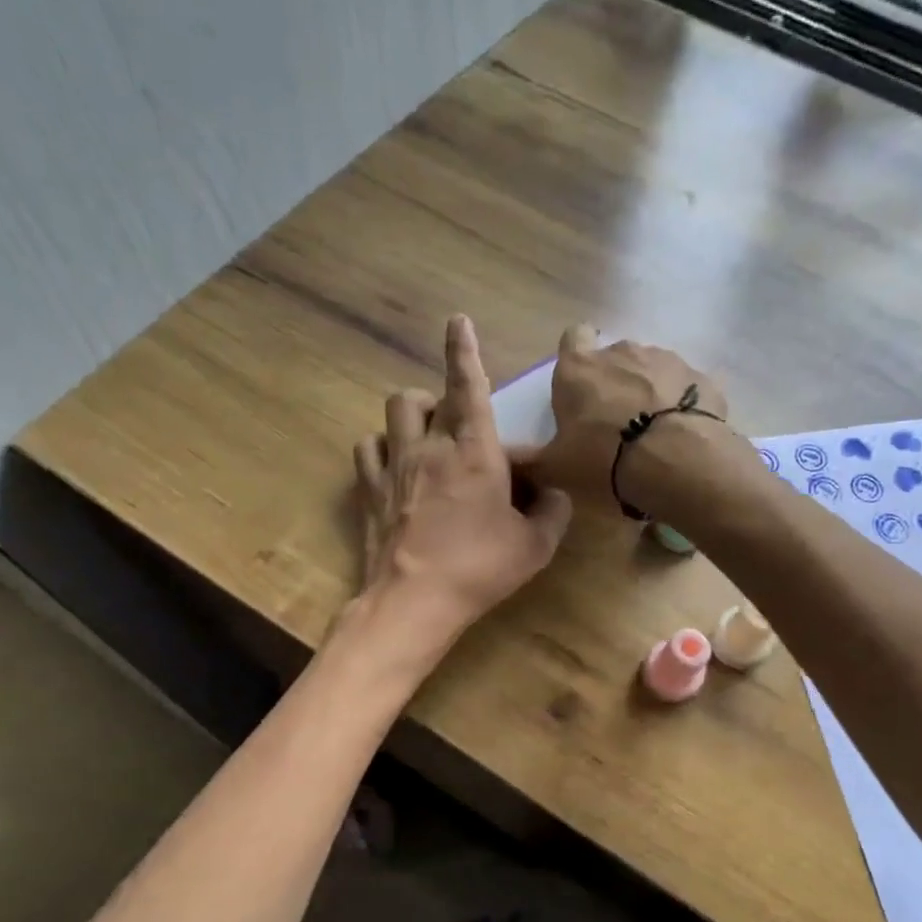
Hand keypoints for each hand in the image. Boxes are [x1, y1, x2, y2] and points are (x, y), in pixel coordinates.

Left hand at [352, 316, 573, 650]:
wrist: (415, 601)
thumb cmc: (480, 568)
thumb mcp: (535, 546)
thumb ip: (553, 512)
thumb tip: (554, 494)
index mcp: (474, 452)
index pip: (469, 387)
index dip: (464, 350)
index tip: (456, 320)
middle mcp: (429, 447)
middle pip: (423, 397)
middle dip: (441, 398)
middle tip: (457, 425)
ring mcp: (393, 466)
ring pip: (393, 413)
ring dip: (411, 415)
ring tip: (424, 438)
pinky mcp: (368, 490)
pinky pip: (367, 449)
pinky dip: (381, 447)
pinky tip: (393, 465)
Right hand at [510, 326, 729, 512]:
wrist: (676, 462)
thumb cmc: (603, 459)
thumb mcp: (556, 468)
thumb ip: (529, 460)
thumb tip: (504, 458)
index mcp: (579, 368)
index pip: (572, 337)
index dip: (575, 357)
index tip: (579, 386)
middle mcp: (622, 351)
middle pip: (614, 358)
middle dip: (614, 382)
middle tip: (614, 423)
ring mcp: (666, 360)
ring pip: (652, 370)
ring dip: (650, 392)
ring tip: (652, 433)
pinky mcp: (702, 378)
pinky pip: (686, 389)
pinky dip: (682, 406)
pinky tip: (682, 436)